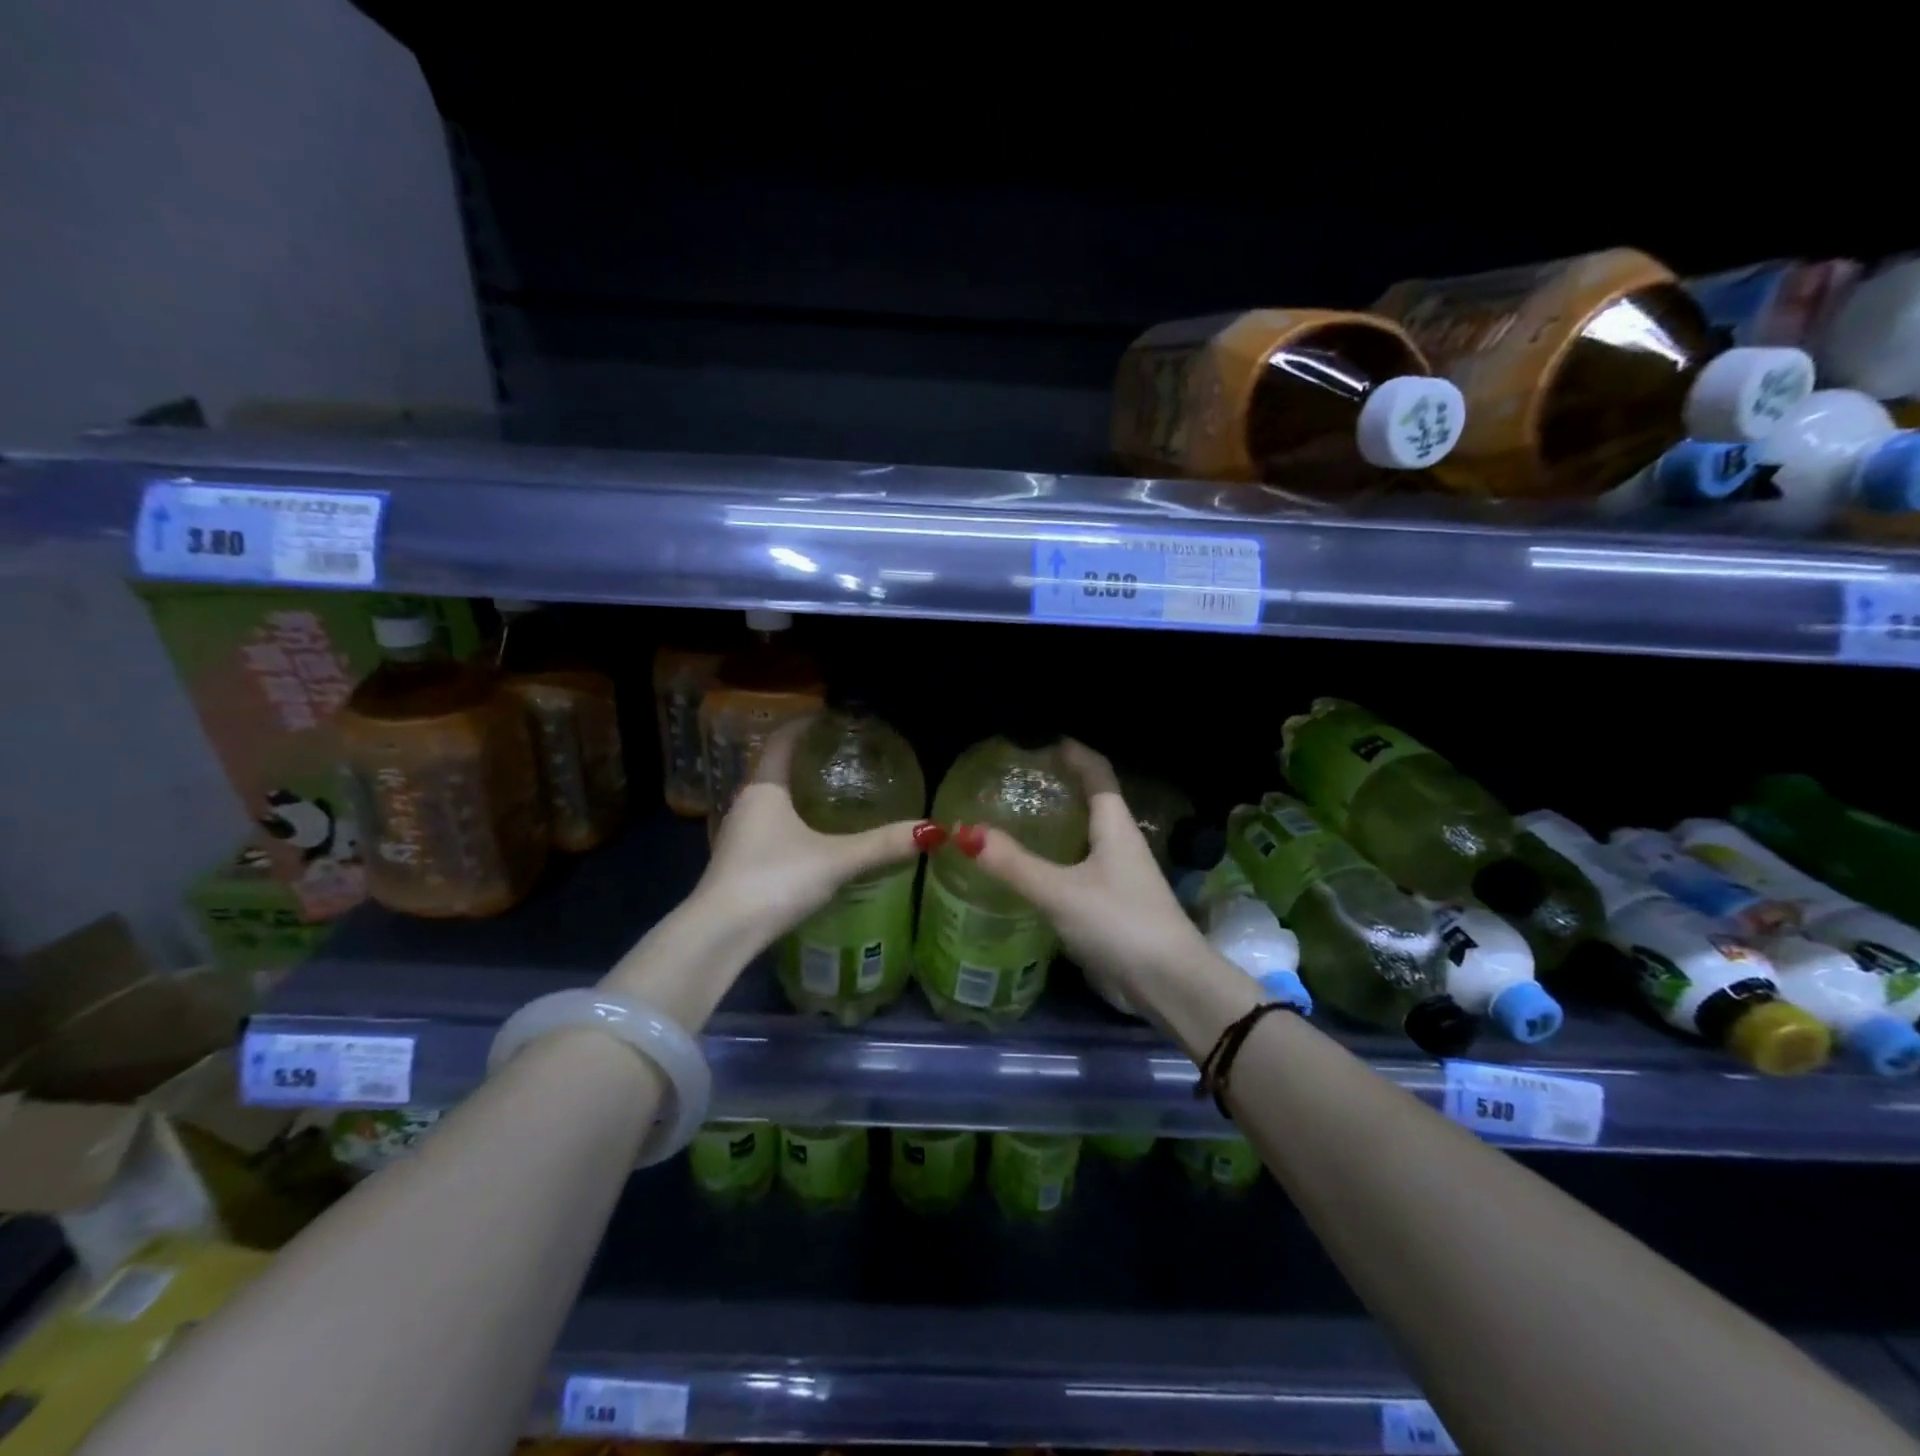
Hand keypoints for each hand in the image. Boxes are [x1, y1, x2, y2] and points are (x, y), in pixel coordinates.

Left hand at [698, 716, 940, 949]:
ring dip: (797, 791)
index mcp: (765, 789)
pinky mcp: (739, 861)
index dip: (804, 723)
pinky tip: (812, 838)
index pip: (781, 740)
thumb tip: (931, 830)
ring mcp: (738, 834)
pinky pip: (768, 826)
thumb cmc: (775, 880)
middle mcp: (746, 804)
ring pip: (771, 799)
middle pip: (775, 767)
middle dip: (805, 757)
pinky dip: (791, 819)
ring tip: (833, 793)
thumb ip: (881, 845)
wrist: (720, 934)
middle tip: (842, 755)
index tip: (829, 716)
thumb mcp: (835, 860)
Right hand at [953, 741, 1211, 1006]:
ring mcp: (1119, 875)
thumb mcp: (1060, 891)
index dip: (1072, 752)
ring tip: (1014, 821)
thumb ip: (1013, 864)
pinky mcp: (1113, 904)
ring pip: (1084, 837)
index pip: (1096, 771)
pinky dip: (1055, 860)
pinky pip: (1080, 868)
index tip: (1039, 743)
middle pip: (1091, 801)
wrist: (1168, 984)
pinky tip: (1030, 871)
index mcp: (1115, 824)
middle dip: (1058, 786)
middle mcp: (1120, 842)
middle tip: (1015, 783)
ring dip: (1055, 825)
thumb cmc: (1119, 923)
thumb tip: (964, 831)